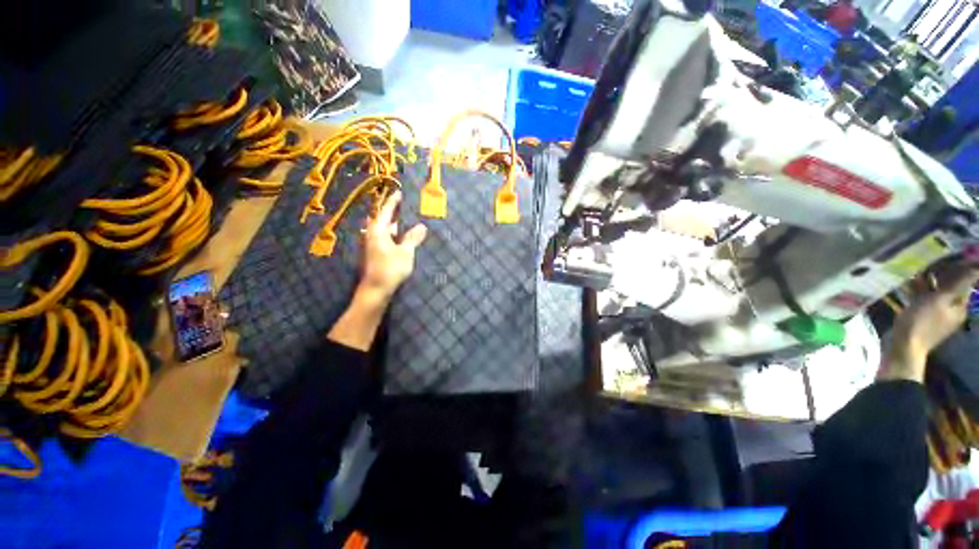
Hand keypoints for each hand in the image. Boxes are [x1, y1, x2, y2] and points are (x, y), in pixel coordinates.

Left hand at [328, 191, 426, 350]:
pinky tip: (404, 239)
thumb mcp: (405, 252)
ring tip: (409, 223)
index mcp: (378, 231)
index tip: (399, 192)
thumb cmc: (390, 268)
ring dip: (396, 227)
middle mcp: (372, 235)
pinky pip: (387, 240)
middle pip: (384, 220)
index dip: (393, 202)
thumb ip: (413, 238)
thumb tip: (421, 226)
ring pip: (386, 231)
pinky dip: (395, 237)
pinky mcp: (376, 255)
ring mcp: (373, 246)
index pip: (386, 211)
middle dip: (395, 213)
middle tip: (407, 208)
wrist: (375, 290)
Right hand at [880, 261, 978, 381]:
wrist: (904, 346)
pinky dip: (916, 291)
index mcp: (960, 305)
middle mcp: (952, 309)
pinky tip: (906, 285)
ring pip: (933, 292)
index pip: (962, 282)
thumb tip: (977, 267)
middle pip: (948, 287)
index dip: (956, 268)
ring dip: (925, 282)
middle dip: (939, 274)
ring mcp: (936, 314)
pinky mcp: (922, 317)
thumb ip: (959, 283)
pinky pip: (922, 299)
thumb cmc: (923, 321)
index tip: (946, 256)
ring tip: (912, 271)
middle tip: (927, 261)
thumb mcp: (941, 300)